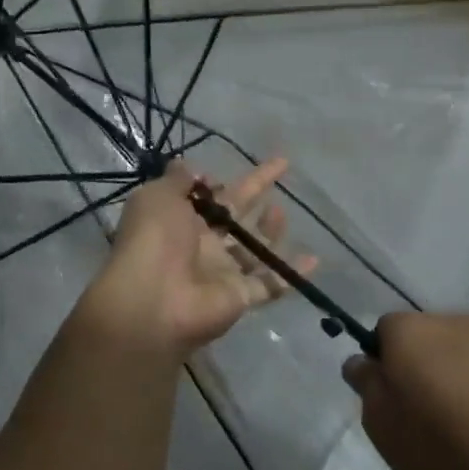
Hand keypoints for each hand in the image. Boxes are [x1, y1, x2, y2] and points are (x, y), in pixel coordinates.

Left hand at [81, 158, 316, 359]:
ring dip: (270, 230)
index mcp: (179, 220)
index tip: (236, 167)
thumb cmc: (154, 240)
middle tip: (282, 167)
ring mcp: (222, 273)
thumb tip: (191, 168)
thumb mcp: (158, 196)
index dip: (221, 182)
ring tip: (282, 212)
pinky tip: (315, 258)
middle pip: (235, 214)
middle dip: (256, 191)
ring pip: (253, 249)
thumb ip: (177, 180)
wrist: (153, 302)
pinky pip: (271, 282)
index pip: (207, 195)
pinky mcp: (241, 296)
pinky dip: (292, 272)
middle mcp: (201, 245)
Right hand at [341, 312, 468, 469]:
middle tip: (425, 425)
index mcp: (408, 332)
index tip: (392, 408)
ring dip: (456, 385)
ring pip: (460, 357)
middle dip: (419, 376)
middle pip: (422, 344)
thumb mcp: (389, 433)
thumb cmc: (454, 447)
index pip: (380, 335)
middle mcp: (450, 321)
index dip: (381, 371)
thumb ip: (367, 391)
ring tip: (468, 436)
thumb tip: (361, 363)